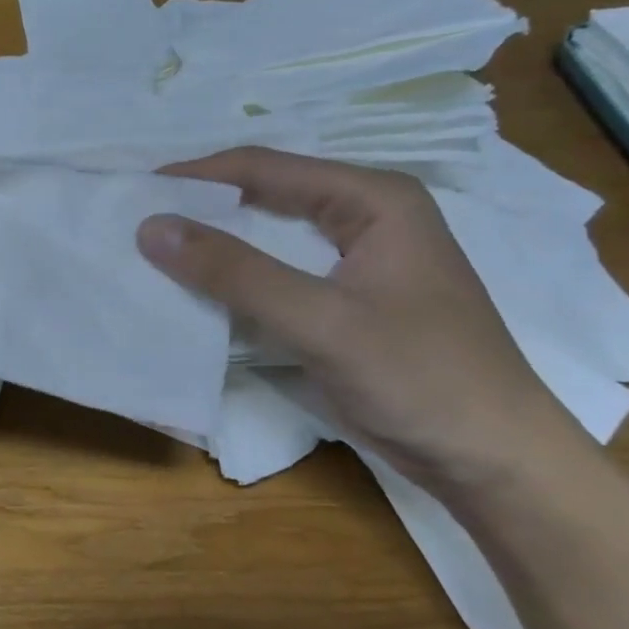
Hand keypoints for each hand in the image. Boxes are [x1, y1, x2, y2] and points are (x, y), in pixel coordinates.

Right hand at [137, 148, 593, 497]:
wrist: (493, 462)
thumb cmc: (420, 378)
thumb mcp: (321, 321)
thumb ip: (235, 272)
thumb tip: (151, 227)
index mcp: (373, 199)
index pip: (266, 167)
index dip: (197, 176)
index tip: (135, 192)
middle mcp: (365, 216)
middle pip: (266, 195)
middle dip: (202, 207)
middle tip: (138, 220)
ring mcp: (356, 260)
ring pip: (269, 236)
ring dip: (216, 244)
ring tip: (155, 250)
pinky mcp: (346, 300)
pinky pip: (277, 273)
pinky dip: (236, 279)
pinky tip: (197, 290)